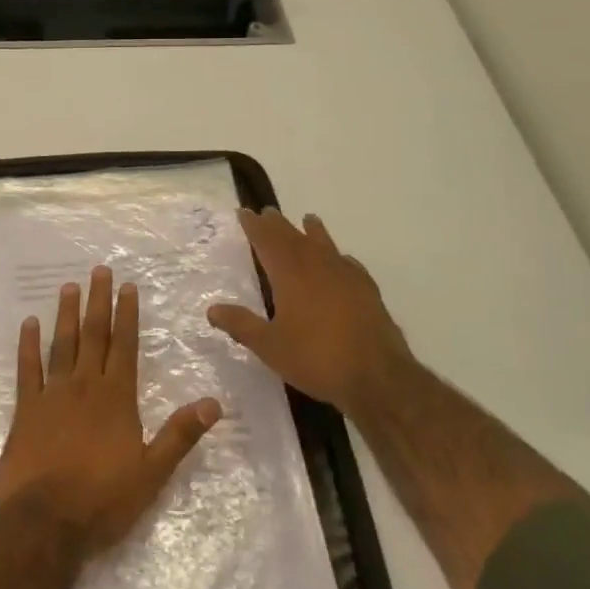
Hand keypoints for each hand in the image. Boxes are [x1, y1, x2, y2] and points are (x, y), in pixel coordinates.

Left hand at [0, 266, 220, 556]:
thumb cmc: (103, 500)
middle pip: (93, 335)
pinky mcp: (26, 409)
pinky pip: (28, 369)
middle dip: (98, 302)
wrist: (45, 522)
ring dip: (66, 314)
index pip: (124, 346)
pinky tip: (29, 323)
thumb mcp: (152, 473)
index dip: (127, 315)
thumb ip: (180, 435)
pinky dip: (28, 345)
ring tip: (68, 286)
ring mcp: (53, 394)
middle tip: (99, 270)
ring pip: (61, 344)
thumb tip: (214, 403)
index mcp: (116, 397)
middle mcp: (85, 385)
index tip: (127, 287)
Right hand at [207, 208, 415, 418]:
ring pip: (324, 244)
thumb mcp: (270, 346)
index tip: (244, 212)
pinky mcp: (367, 290)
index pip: (266, 240)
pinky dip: (339, 257)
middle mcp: (317, 265)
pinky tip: (342, 260)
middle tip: (267, 212)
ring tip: (307, 219)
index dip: (254, 226)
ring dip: (312, 230)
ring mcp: (345, 275)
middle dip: (278, 224)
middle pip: (293, 236)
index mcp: (290, 274)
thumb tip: (212, 309)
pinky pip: (349, 263)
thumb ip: (241, 325)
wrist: (377, 376)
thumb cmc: (316, 359)